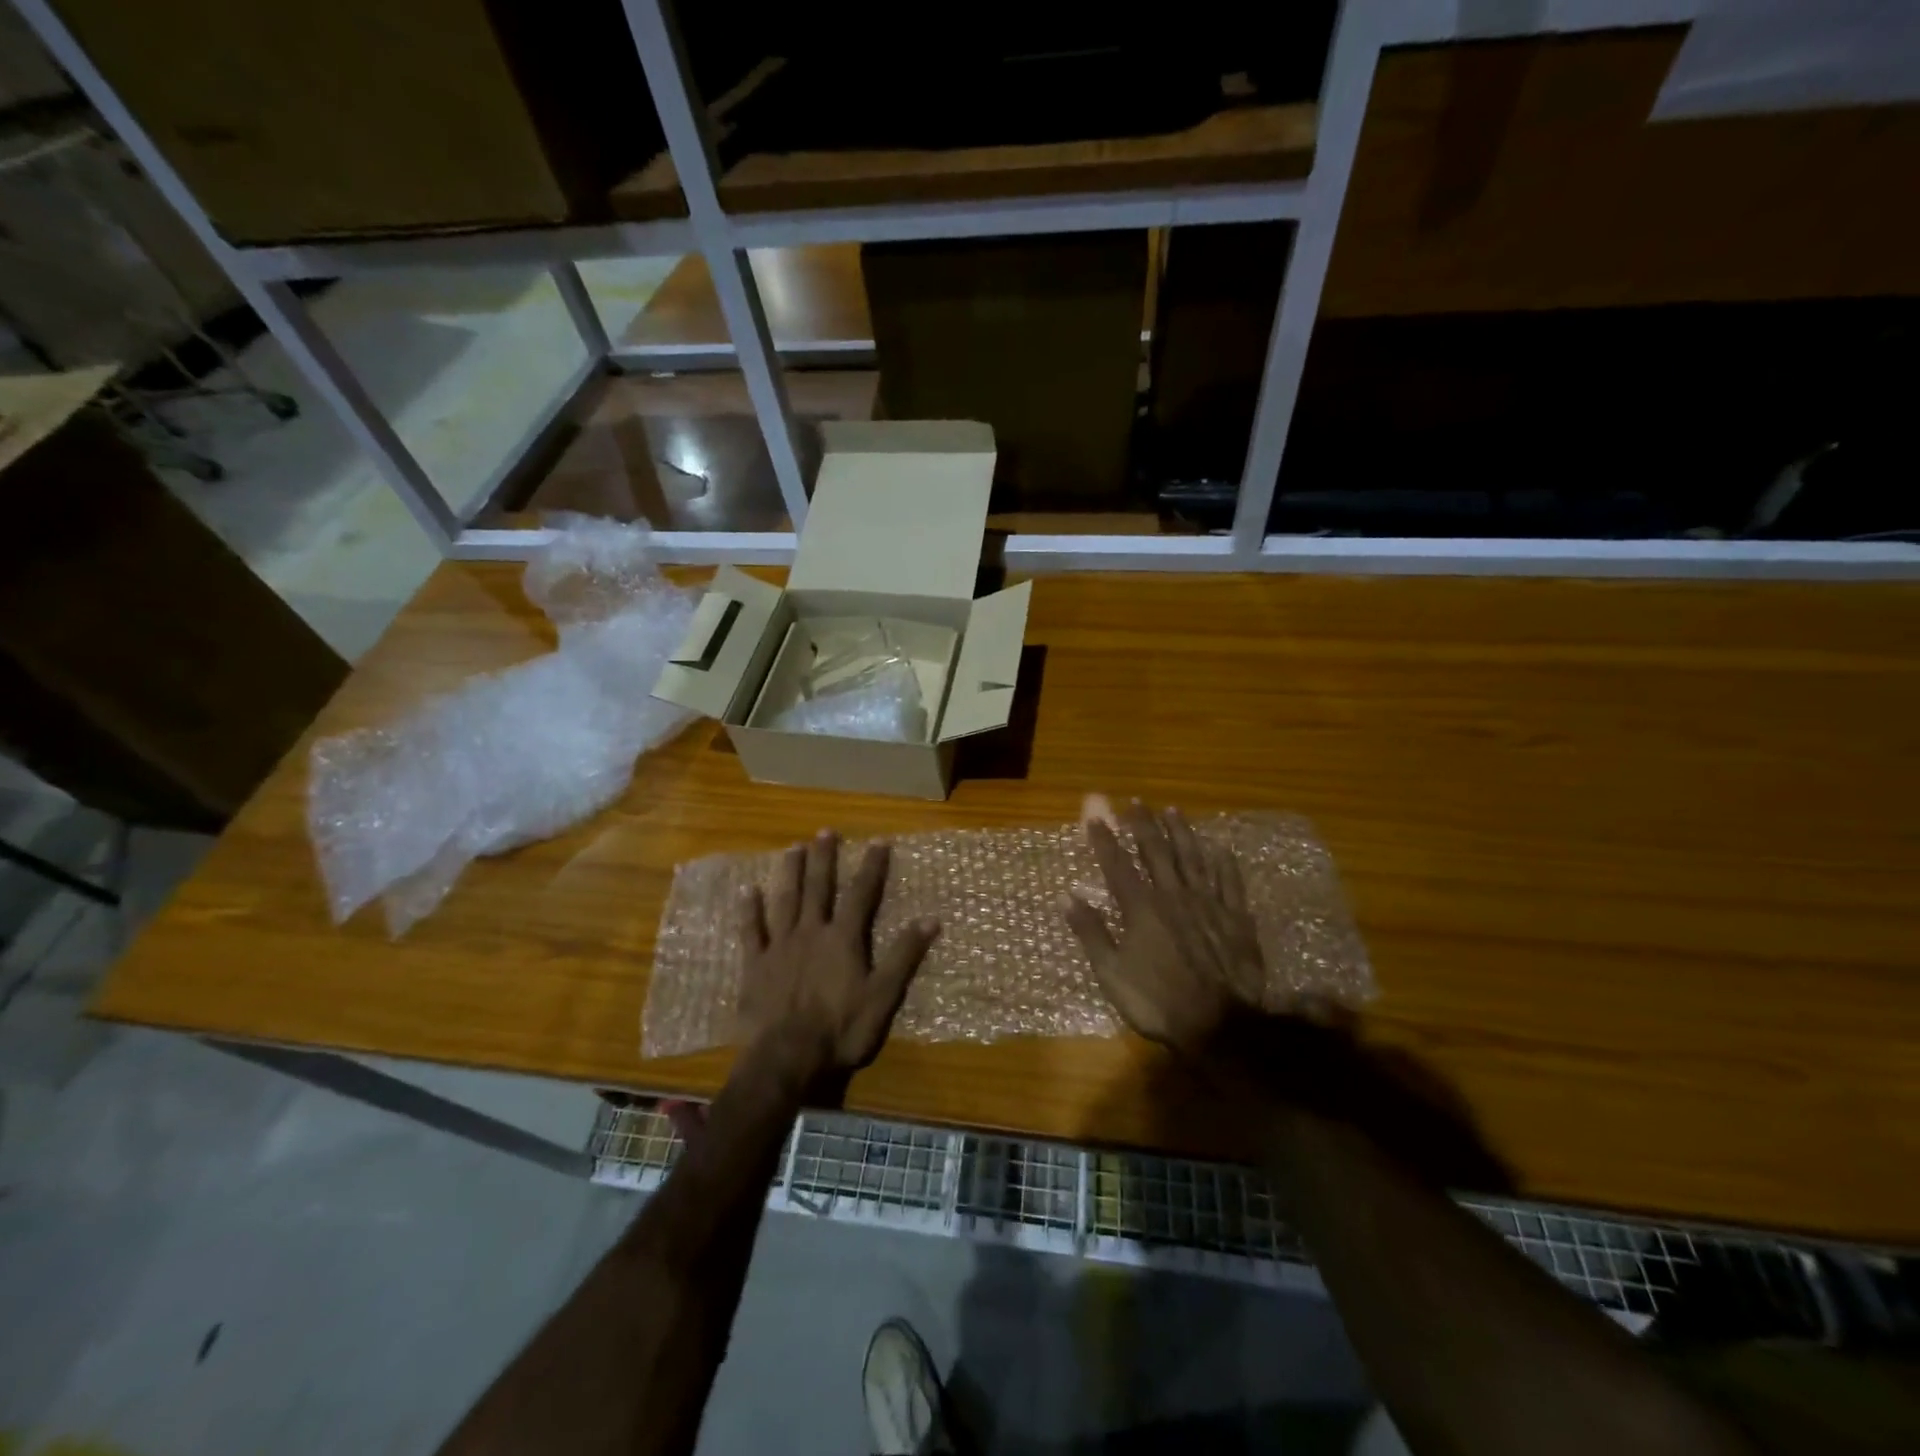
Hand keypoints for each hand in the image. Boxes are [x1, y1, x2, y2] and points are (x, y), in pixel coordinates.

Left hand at [737, 830, 939, 1087]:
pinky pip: (752, 931)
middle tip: (825, 832)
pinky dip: (750, 910)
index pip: (861, 894)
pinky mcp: (756, 965)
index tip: (878, 841)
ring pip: (785, 900)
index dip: (871, 867)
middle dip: (824, 858)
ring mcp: (780, 946)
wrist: (787, 1057)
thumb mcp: (883, 996)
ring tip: (793, 848)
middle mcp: (811, 931)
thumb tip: (931, 919)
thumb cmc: (841, 1029)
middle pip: (819, 887)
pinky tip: (748, 891)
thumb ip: (904, 956)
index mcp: (843, 938)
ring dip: (790, 873)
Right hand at [1064, 802, 1266, 1055]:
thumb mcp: (1112, 973)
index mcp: (1141, 909)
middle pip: (1156, 852)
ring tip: (1173, 810)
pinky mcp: (1236, 919)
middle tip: (1137, 802)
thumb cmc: (1157, 1001)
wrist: (1219, 1024)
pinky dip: (1223, 863)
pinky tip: (1219, 847)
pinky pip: (1229, 883)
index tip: (1096, 816)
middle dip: (1144, 825)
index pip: (1118, 865)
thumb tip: (1066, 897)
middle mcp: (1173, 896)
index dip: (1106, 839)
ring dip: (1181, 833)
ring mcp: (1208, 905)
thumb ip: (1091, 932)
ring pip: (1193, 859)